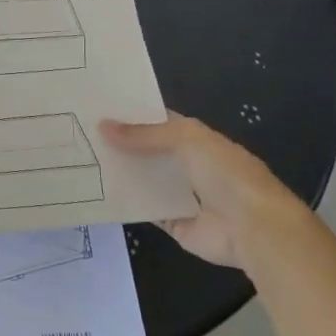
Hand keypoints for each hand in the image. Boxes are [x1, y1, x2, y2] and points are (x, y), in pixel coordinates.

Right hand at [100, 112, 305, 267]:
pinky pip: (144, 209)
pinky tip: (96, 192)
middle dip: (120, 143)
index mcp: (197, 139)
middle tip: (81, 132)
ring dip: (120, 172)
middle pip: (148, 151)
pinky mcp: (174, 223)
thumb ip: (145, 134)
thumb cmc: (226, 175)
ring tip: (81, 159)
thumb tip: (103, 126)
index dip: (132, 114)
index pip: (159, 121)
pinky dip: (125, 203)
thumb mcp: (186, 140)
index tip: (97, 107)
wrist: (255, 229)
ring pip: (144, 179)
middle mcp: (188, 165)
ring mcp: (181, 195)